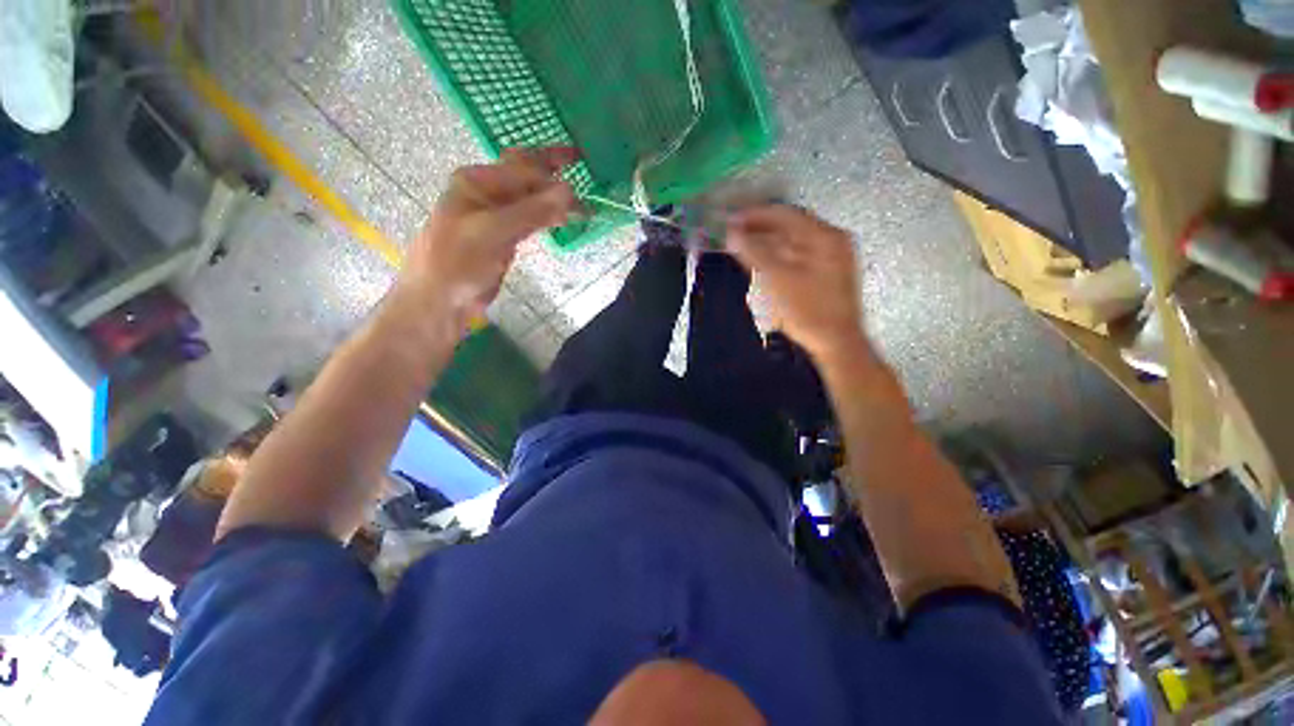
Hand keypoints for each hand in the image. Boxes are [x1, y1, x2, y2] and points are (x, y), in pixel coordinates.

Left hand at [400, 147, 578, 323]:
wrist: (440, 299)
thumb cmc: (457, 262)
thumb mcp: (493, 232)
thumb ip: (532, 211)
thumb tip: (569, 191)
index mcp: (477, 181)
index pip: (522, 167)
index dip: (552, 166)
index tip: (581, 170)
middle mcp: (487, 193)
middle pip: (526, 176)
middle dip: (554, 172)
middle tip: (584, 167)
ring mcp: (497, 216)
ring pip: (532, 200)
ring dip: (555, 200)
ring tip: (582, 205)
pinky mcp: (505, 237)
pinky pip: (531, 220)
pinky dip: (548, 218)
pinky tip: (563, 220)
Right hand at [726, 205, 865, 360]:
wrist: (836, 342)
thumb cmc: (808, 310)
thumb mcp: (777, 279)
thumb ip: (754, 253)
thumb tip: (732, 234)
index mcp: (824, 236)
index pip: (785, 214)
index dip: (755, 215)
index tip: (731, 220)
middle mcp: (832, 240)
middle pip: (791, 226)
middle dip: (760, 228)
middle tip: (734, 233)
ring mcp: (832, 258)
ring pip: (794, 241)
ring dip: (768, 242)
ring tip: (744, 247)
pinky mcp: (827, 274)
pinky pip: (798, 255)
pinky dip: (779, 255)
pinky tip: (764, 263)